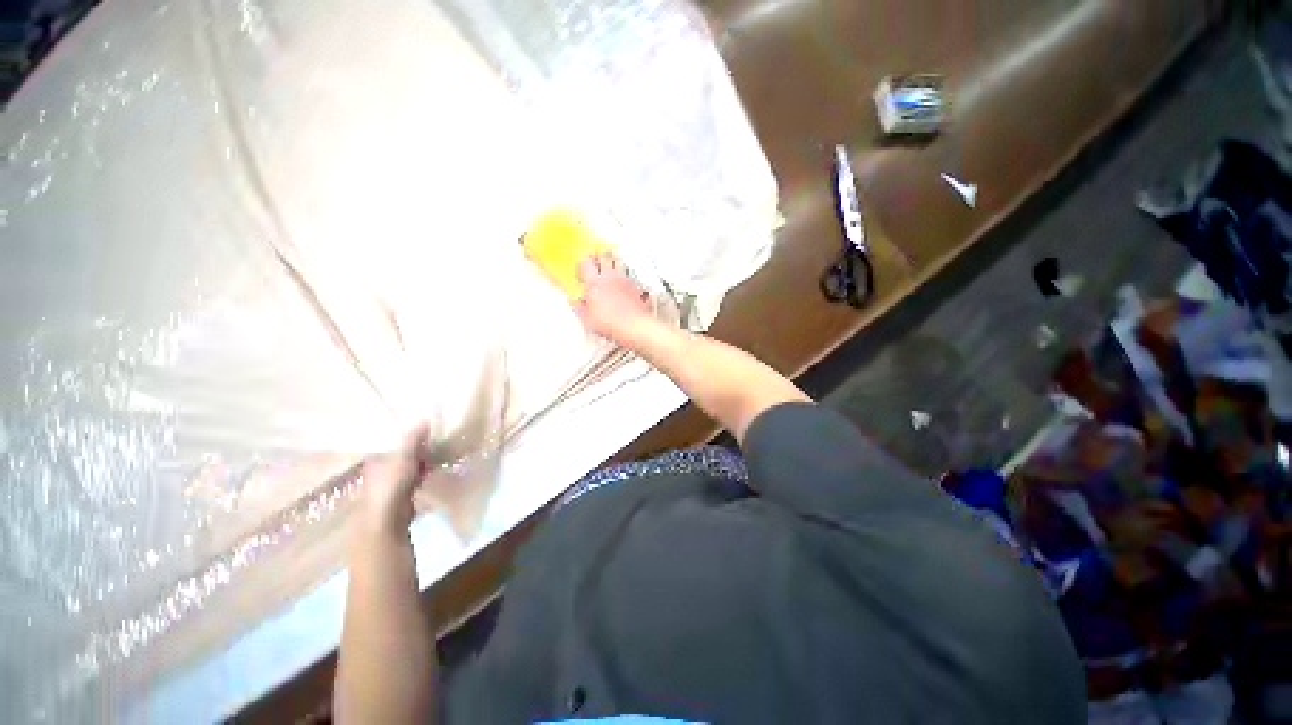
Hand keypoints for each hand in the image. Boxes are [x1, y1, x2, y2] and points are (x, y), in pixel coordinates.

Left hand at [358, 423, 430, 537]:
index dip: (405, 434)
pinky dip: (427, 473)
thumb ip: (414, 439)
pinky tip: (438, 468)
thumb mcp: (404, 456)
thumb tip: (425, 419)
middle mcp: (381, 470)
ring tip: (442, 449)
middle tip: (437, 436)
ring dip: (424, 460)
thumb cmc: (391, 485)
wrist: (388, 519)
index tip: (423, 425)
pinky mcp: (403, 494)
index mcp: (376, 458)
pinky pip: (418, 478)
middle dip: (418, 447)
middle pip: (402, 453)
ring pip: (411, 466)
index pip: (391, 441)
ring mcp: (392, 483)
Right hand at [575, 253, 655, 345]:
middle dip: (597, 260)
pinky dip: (624, 277)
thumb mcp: (588, 319)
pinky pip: (628, 276)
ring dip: (612, 265)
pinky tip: (622, 286)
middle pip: (603, 257)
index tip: (581, 272)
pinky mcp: (635, 286)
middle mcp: (610, 277)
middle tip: (594, 266)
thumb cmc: (612, 323)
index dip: (581, 266)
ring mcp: (624, 280)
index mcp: (595, 282)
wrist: (634, 326)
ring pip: (617, 263)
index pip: (585, 263)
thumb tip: (575, 303)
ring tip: (608, 273)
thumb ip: (579, 308)